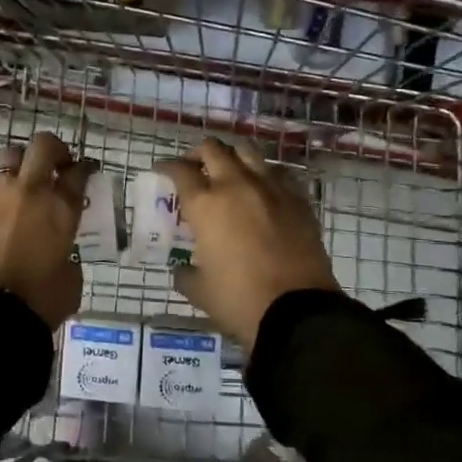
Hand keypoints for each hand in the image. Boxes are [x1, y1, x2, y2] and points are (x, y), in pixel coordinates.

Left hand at [0, 131, 90, 329]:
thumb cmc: (40, 300)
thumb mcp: (71, 277)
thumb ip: (69, 253)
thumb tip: (61, 250)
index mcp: (61, 207)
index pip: (78, 172)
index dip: (84, 169)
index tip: (86, 172)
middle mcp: (30, 190)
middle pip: (43, 145)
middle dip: (54, 150)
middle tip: (58, 166)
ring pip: (11, 155)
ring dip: (23, 164)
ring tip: (26, 182)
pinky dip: (0, 187)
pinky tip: (3, 205)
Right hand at [157, 138, 338, 353]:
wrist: (298, 312)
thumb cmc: (240, 300)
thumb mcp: (200, 291)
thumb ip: (186, 274)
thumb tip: (183, 270)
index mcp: (206, 205)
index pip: (180, 171)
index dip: (168, 167)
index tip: (162, 170)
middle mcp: (237, 186)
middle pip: (213, 150)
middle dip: (198, 154)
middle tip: (194, 168)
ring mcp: (271, 189)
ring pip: (248, 152)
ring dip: (233, 157)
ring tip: (229, 172)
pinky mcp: (298, 200)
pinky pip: (278, 173)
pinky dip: (265, 175)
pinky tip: (263, 191)